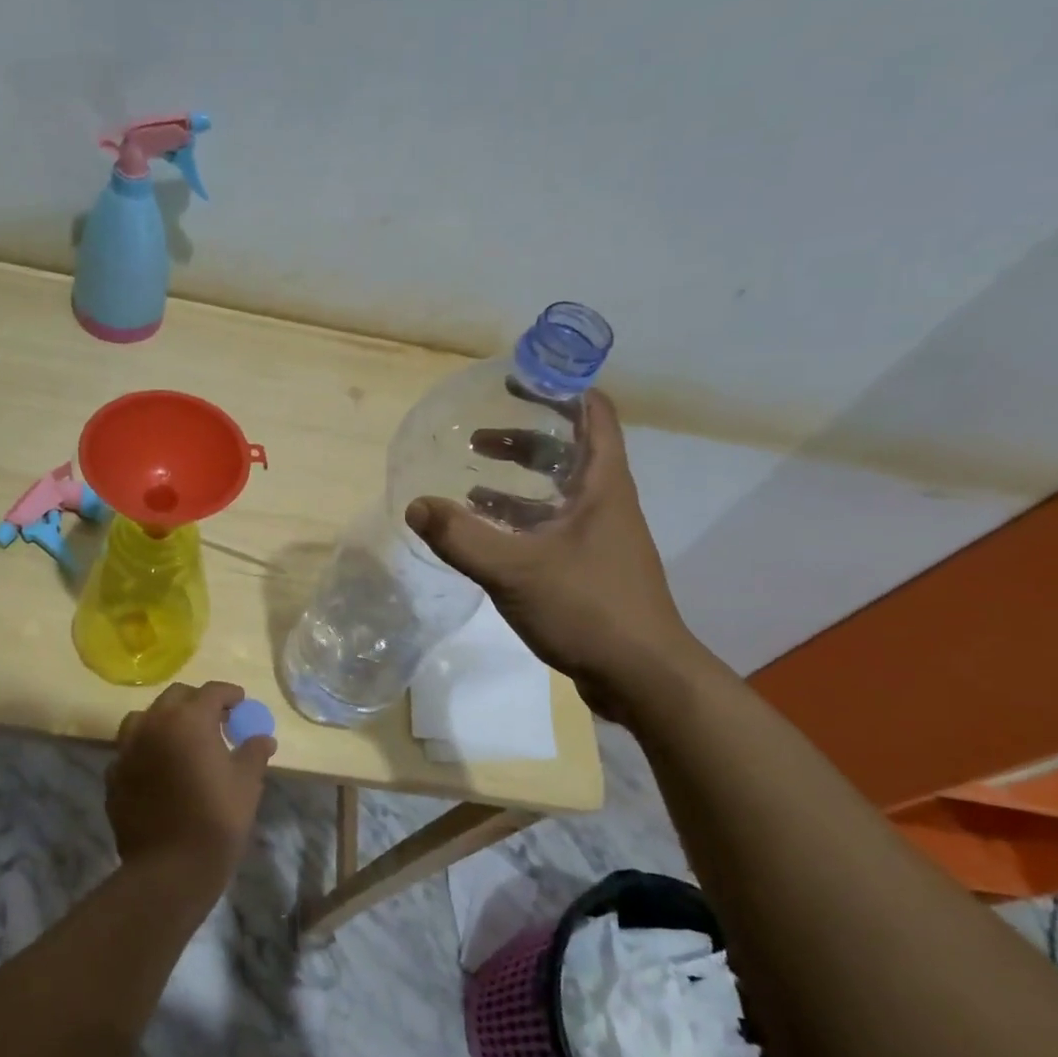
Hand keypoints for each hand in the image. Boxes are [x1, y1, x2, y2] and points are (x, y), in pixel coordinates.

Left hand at [107, 681, 274, 894]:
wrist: (169, 869)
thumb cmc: (216, 820)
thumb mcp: (246, 784)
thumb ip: (254, 752)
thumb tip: (263, 738)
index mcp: (189, 720)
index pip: (212, 692)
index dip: (230, 694)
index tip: (240, 703)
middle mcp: (154, 724)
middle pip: (175, 697)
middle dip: (196, 702)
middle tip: (215, 720)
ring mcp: (128, 749)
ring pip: (144, 718)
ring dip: (164, 720)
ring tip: (180, 739)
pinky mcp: (113, 775)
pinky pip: (129, 750)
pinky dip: (145, 750)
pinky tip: (157, 768)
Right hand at [404, 390, 704, 720]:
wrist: (642, 677)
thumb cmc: (589, 608)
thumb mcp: (517, 569)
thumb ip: (462, 537)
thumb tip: (416, 505)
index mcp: (603, 485)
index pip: (592, 413)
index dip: (560, 388)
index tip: (518, 379)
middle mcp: (605, 503)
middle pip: (568, 451)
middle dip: (524, 437)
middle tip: (478, 435)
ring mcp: (598, 537)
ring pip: (556, 492)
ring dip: (517, 480)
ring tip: (472, 480)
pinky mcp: (588, 568)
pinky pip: (549, 527)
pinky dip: (518, 520)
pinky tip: (486, 534)